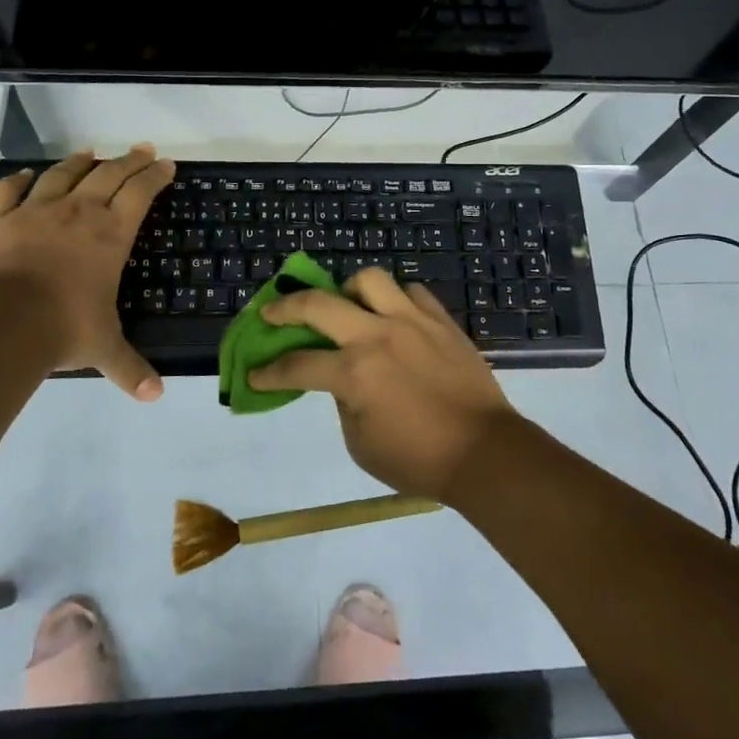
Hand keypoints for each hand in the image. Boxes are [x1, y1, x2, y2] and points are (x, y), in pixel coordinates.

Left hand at [0, 145, 174, 399]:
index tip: (166, 165)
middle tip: (142, 150)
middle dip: (129, 161)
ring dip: (80, 162)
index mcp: (110, 234)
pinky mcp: (0, 219)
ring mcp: (36, 211)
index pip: (140, 193)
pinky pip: (10, 190)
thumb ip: (131, 369)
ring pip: (63, 174)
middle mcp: (79, 212)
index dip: (155, 177)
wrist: (4, 322)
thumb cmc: (65, 327)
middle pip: (109, 174)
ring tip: (91, 153)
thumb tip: (155, 397)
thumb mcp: (104, 349)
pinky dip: (19, 179)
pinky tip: (26, 175)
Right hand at [249, 268, 519, 498]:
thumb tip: (341, 379)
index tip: (254, 373)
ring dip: (347, 290)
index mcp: (354, 373)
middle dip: (285, 308)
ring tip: (345, 306)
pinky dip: (394, 299)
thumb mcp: (361, 444)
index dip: (269, 371)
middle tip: (272, 315)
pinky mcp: (440, 320)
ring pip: (369, 279)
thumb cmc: (419, 460)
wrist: (484, 452)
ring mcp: (412, 321)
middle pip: (319, 304)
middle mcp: (378, 335)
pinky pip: (411, 292)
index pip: (296, 365)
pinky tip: (391, 316)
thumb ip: (343, 403)